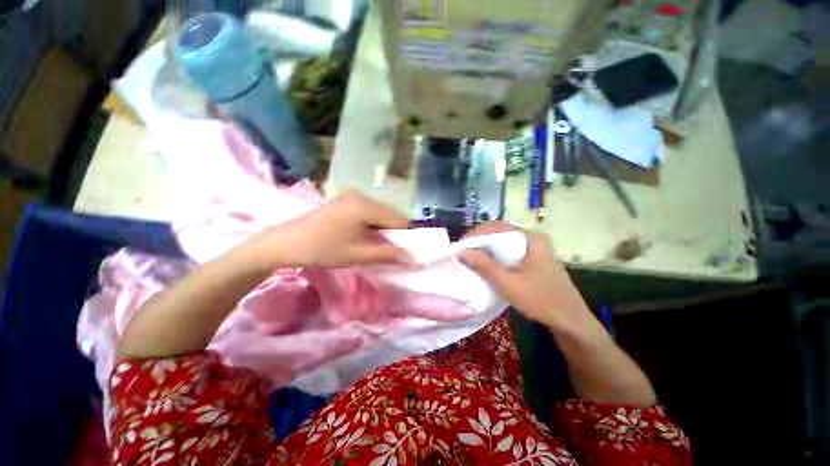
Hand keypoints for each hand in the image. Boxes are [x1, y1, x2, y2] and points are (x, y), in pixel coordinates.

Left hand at [244, 192, 413, 268]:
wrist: (283, 243)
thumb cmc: (321, 250)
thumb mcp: (357, 255)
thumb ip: (388, 255)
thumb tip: (413, 259)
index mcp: (365, 206)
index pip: (399, 219)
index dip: (405, 237)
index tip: (405, 252)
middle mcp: (361, 196)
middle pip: (390, 214)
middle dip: (394, 233)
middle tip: (390, 252)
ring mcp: (352, 196)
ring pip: (380, 213)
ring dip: (383, 229)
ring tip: (376, 246)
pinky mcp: (345, 201)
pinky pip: (369, 212)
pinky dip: (373, 225)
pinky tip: (365, 236)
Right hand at [460, 222, 590, 330]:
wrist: (570, 320)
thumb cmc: (540, 300)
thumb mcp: (508, 284)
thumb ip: (484, 266)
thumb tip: (462, 252)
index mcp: (531, 238)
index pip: (498, 227)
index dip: (476, 233)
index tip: (460, 244)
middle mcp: (533, 238)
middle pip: (501, 232)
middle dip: (480, 239)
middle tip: (463, 250)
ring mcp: (535, 247)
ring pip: (504, 241)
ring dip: (487, 246)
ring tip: (470, 255)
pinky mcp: (534, 257)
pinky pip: (510, 249)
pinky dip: (496, 253)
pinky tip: (487, 262)